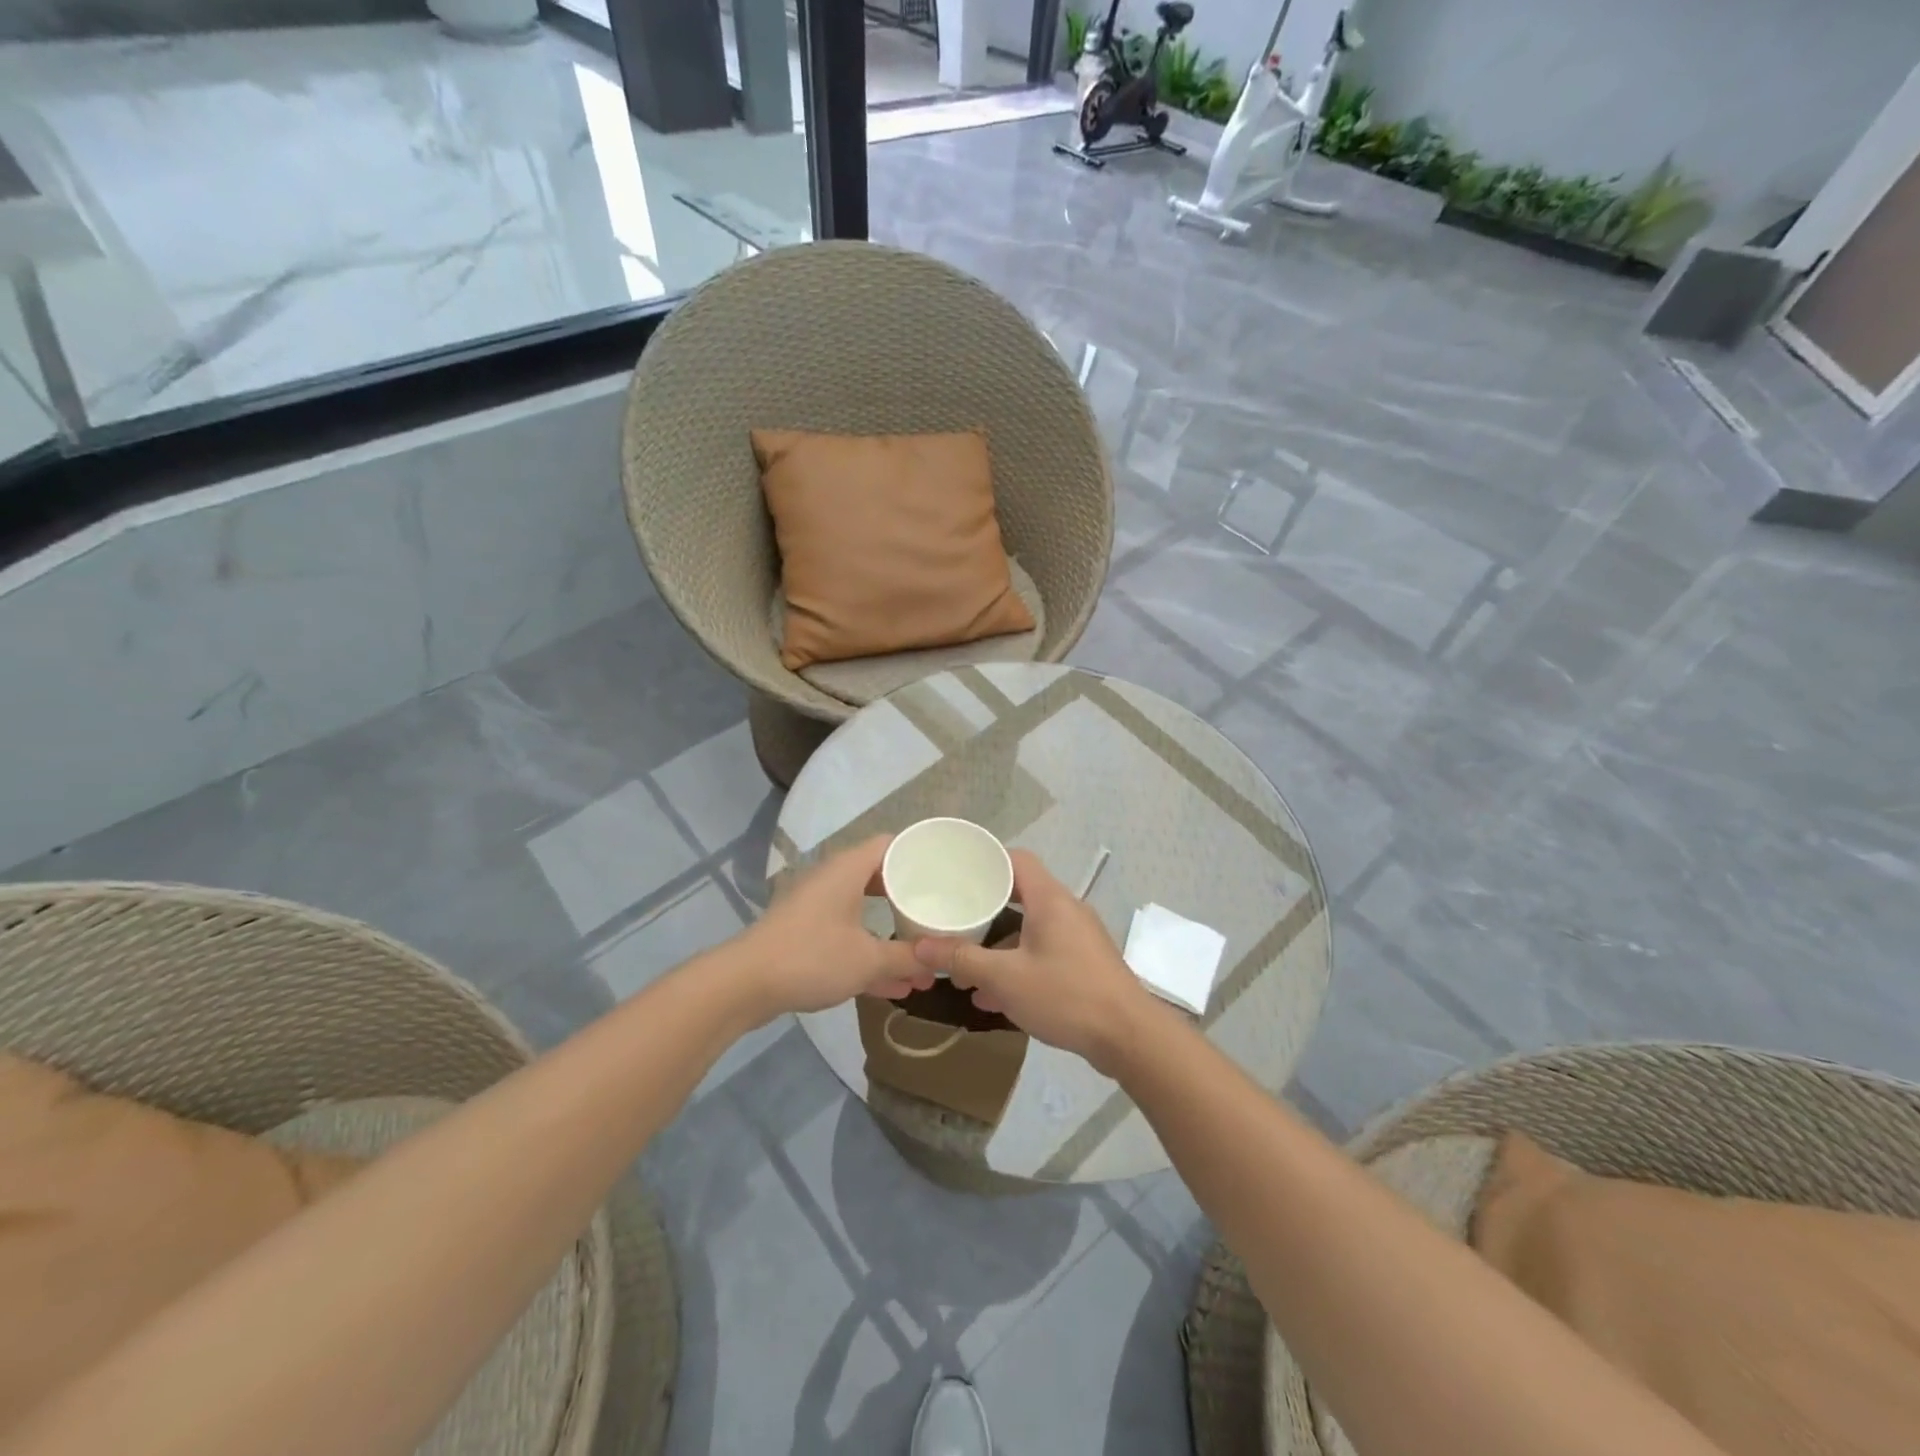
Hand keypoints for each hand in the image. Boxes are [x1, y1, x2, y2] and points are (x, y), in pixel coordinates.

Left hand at [737, 836, 931, 1019]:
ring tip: (923, 959)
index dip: (919, 855)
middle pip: (880, 878)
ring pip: (864, 912)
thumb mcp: (868, 960)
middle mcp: (833, 880)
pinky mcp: (805, 933)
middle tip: (938, 912)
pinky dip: (869, 953)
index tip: (946, 872)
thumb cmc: (811, 957)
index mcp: (848, 869)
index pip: (891, 845)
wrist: (744, 984)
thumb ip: (907, 958)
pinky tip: (895, 986)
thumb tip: (939, 960)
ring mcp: (816, 907)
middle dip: (909, 899)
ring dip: (891, 934)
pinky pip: (847, 936)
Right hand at [912, 850, 1157, 1074]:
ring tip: (966, 966)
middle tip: (954, 917)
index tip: (956, 872)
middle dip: (985, 908)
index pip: (1017, 859)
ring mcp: (1079, 937)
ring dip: (999, 944)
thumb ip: (962, 959)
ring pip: (1031, 929)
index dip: (987, 860)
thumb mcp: (1006, 978)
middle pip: (1021, 894)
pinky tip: (994, 997)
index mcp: (1050, 899)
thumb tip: (920, 946)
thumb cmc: (1066, 995)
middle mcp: (1067, 909)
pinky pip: (1044, 952)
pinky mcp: (1085, 963)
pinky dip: (1018, 965)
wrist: (1129, 1036)